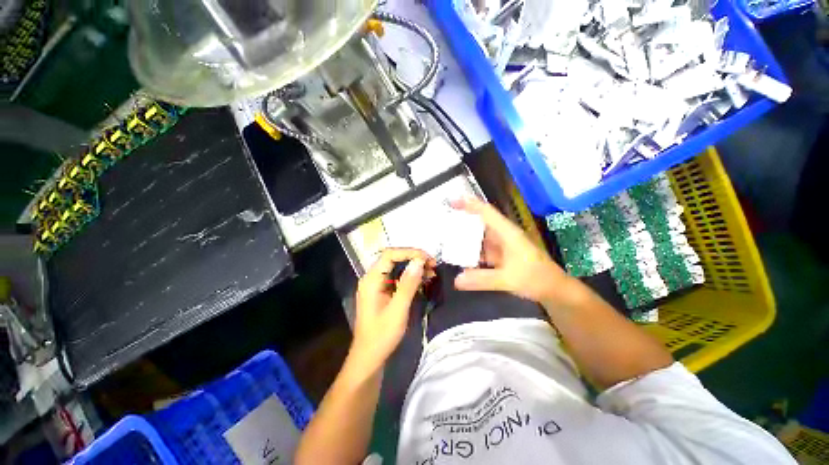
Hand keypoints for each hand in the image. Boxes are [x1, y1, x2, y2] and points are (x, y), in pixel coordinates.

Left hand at [350, 248, 435, 372]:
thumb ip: (408, 284)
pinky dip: (410, 277)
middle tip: (432, 265)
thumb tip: (419, 261)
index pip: (390, 254)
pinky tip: (423, 280)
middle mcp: (372, 278)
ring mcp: (377, 285)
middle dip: (413, 259)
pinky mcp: (382, 292)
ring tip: (431, 272)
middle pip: (393, 259)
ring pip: (396, 268)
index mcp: (371, 279)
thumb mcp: (398, 309)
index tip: (427, 258)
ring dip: (414, 268)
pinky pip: (397, 278)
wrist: (369, 358)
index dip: (409, 252)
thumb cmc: (382, 335)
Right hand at [452, 197, 568, 302]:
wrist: (554, 289)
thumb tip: (456, 280)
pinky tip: (460, 254)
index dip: (469, 204)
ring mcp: (501, 245)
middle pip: (480, 221)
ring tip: (446, 235)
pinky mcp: (500, 255)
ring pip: (480, 235)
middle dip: (463, 218)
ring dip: (465, 234)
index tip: (452, 200)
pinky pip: (481, 248)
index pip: (486, 212)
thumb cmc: (536, 278)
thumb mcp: (508, 280)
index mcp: (507, 233)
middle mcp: (503, 235)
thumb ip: (482, 280)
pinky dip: (471, 249)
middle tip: (443, 218)